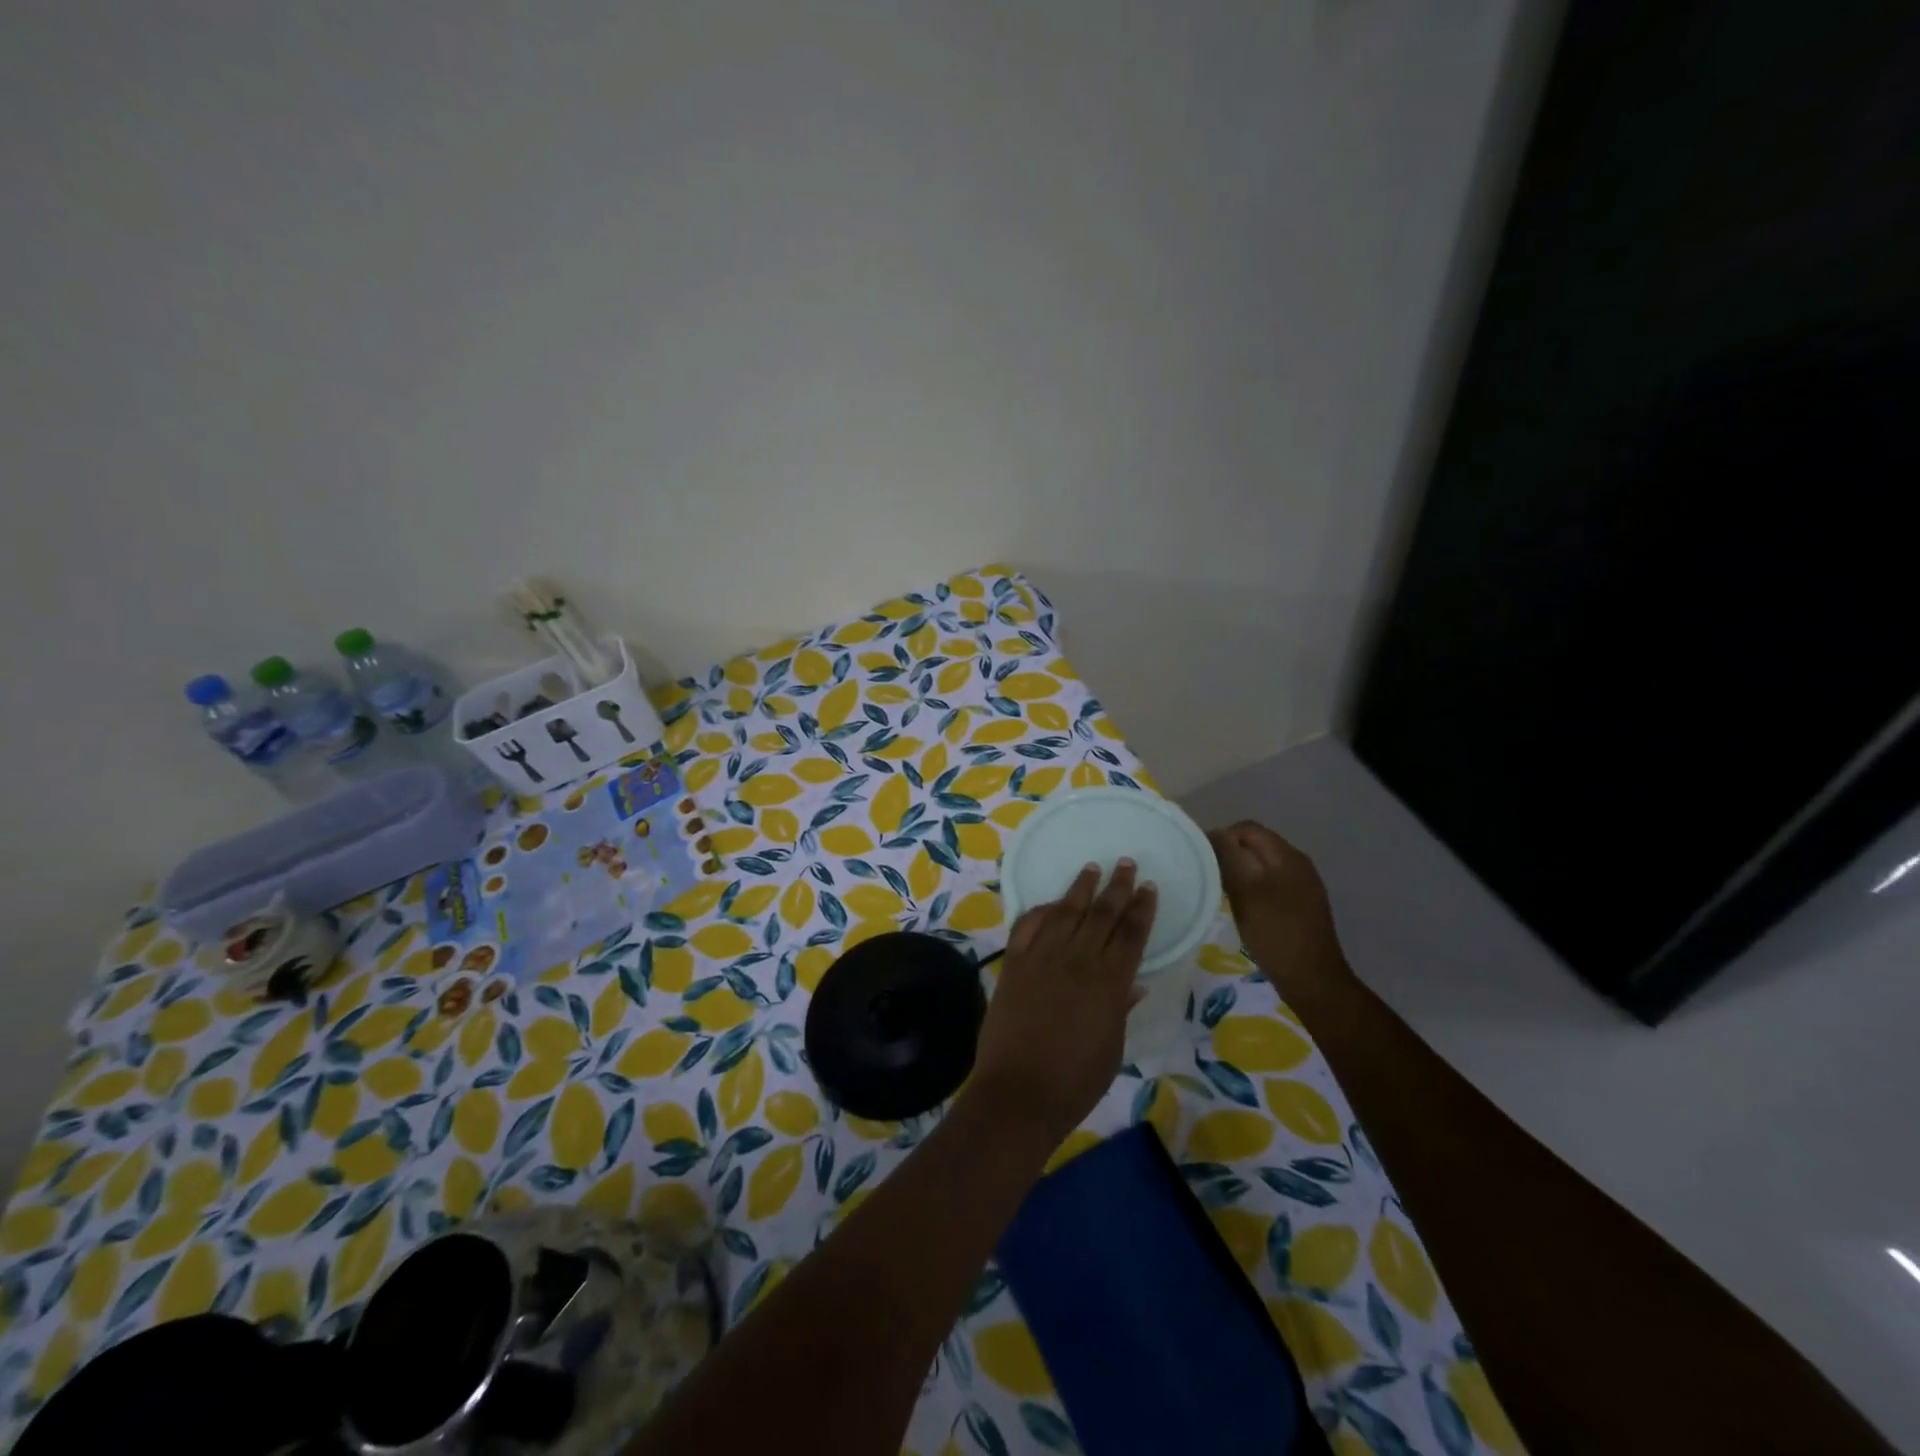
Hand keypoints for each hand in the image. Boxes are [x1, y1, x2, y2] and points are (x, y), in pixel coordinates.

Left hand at [969, 861, 1157, 1145]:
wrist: (1019, 1092)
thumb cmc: (1075, 1081)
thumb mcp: (1111, 1048)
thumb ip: (1120, 1009)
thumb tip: (1134, 982)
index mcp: (1109, 983)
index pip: (1131, 935)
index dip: (1141, 909)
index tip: (1149, 887)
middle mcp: (1077, 961)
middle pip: (1101, 915)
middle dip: (1117, 887)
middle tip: (1127, 863)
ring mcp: (1042, 959)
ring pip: (1066, 912)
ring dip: (1080, 888)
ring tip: (1092, 868)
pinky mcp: (1014, 964)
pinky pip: (1027, 927)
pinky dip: (1040, 911)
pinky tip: (1050, 903)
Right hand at [1208, 822, 1350, 1000]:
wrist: (1312, 981)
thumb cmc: (1276, 933)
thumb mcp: (1246, 892)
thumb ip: (1229, 857)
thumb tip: (1213, 835)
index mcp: (1287, 856)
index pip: (1247, 829)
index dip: (1220, 837)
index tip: (1200, 860)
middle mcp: (1297, 864)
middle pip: (1255, 844)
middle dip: (1229, 854)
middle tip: (1207, 876)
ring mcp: (1301, 886)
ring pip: (1260, 865)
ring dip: (1238, 872)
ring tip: (1219, 891)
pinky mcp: (1299, 905)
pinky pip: (1268, 883)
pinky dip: (1250, 888)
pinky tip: (1240, 907)